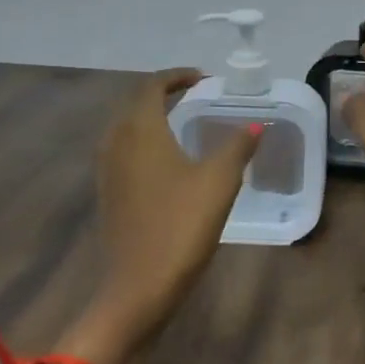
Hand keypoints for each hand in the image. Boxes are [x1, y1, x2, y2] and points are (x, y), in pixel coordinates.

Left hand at [64, 69, 258, 363]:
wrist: (139, 287)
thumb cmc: (181, 226)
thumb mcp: (220, 181)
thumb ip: (238, 146)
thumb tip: (256, 125)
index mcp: (141, 132)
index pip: (151, 86)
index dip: (177, 76)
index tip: (204, 78)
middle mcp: (117, 144)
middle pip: (135, 104)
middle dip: (164, 94)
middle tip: (196, 95)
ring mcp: (108, 171)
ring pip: (126, 128)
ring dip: (152, 117)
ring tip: (184, 122)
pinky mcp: (109, 194)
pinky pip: (124, 151)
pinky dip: (145, 141)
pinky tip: (168, 160)